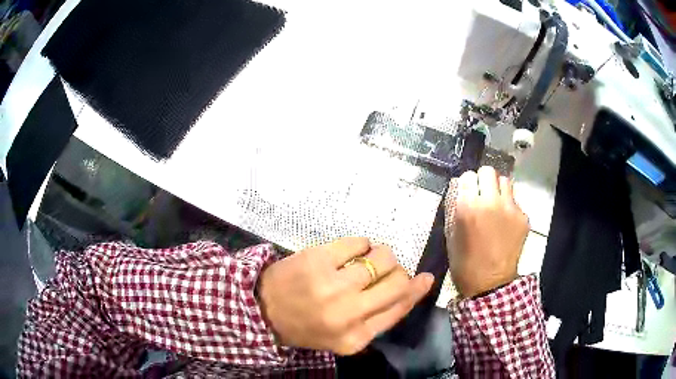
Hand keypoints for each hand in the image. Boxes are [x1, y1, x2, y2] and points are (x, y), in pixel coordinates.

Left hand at [258, 237, 432, 354]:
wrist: (264, 309)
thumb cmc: (307, 326)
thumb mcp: (344, 338)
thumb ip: (378, 318)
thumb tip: (413, 287)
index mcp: (355, 337)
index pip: (399, 309)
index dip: (417, 291)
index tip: (426, 278)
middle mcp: (348, 312)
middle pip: (396, 281)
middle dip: (400, 271)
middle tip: (389, 269)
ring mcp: (332, 284)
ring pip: (382, 257)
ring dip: (382, 255)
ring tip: (368, 259)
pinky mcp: (318, 258)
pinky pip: (359, 242)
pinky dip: (363, 244)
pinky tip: (354, 251)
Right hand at [446, 166, 528, 297]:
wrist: (490, 284)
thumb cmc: (464, 263)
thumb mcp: (451, 235)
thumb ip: (453, 208)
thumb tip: (458, 188)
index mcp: (468, 207)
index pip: (467, 176)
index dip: (466, 184)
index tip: (467, 193)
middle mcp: (491, 202)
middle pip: (488, 171)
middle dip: (483, 180)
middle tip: (481, 194)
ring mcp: (510, 208)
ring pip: (505, 181)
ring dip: (498, 189)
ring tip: (495, 204)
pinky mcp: (523, 217)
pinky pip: (515, 201)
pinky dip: (508, 207)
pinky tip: (505, 224)